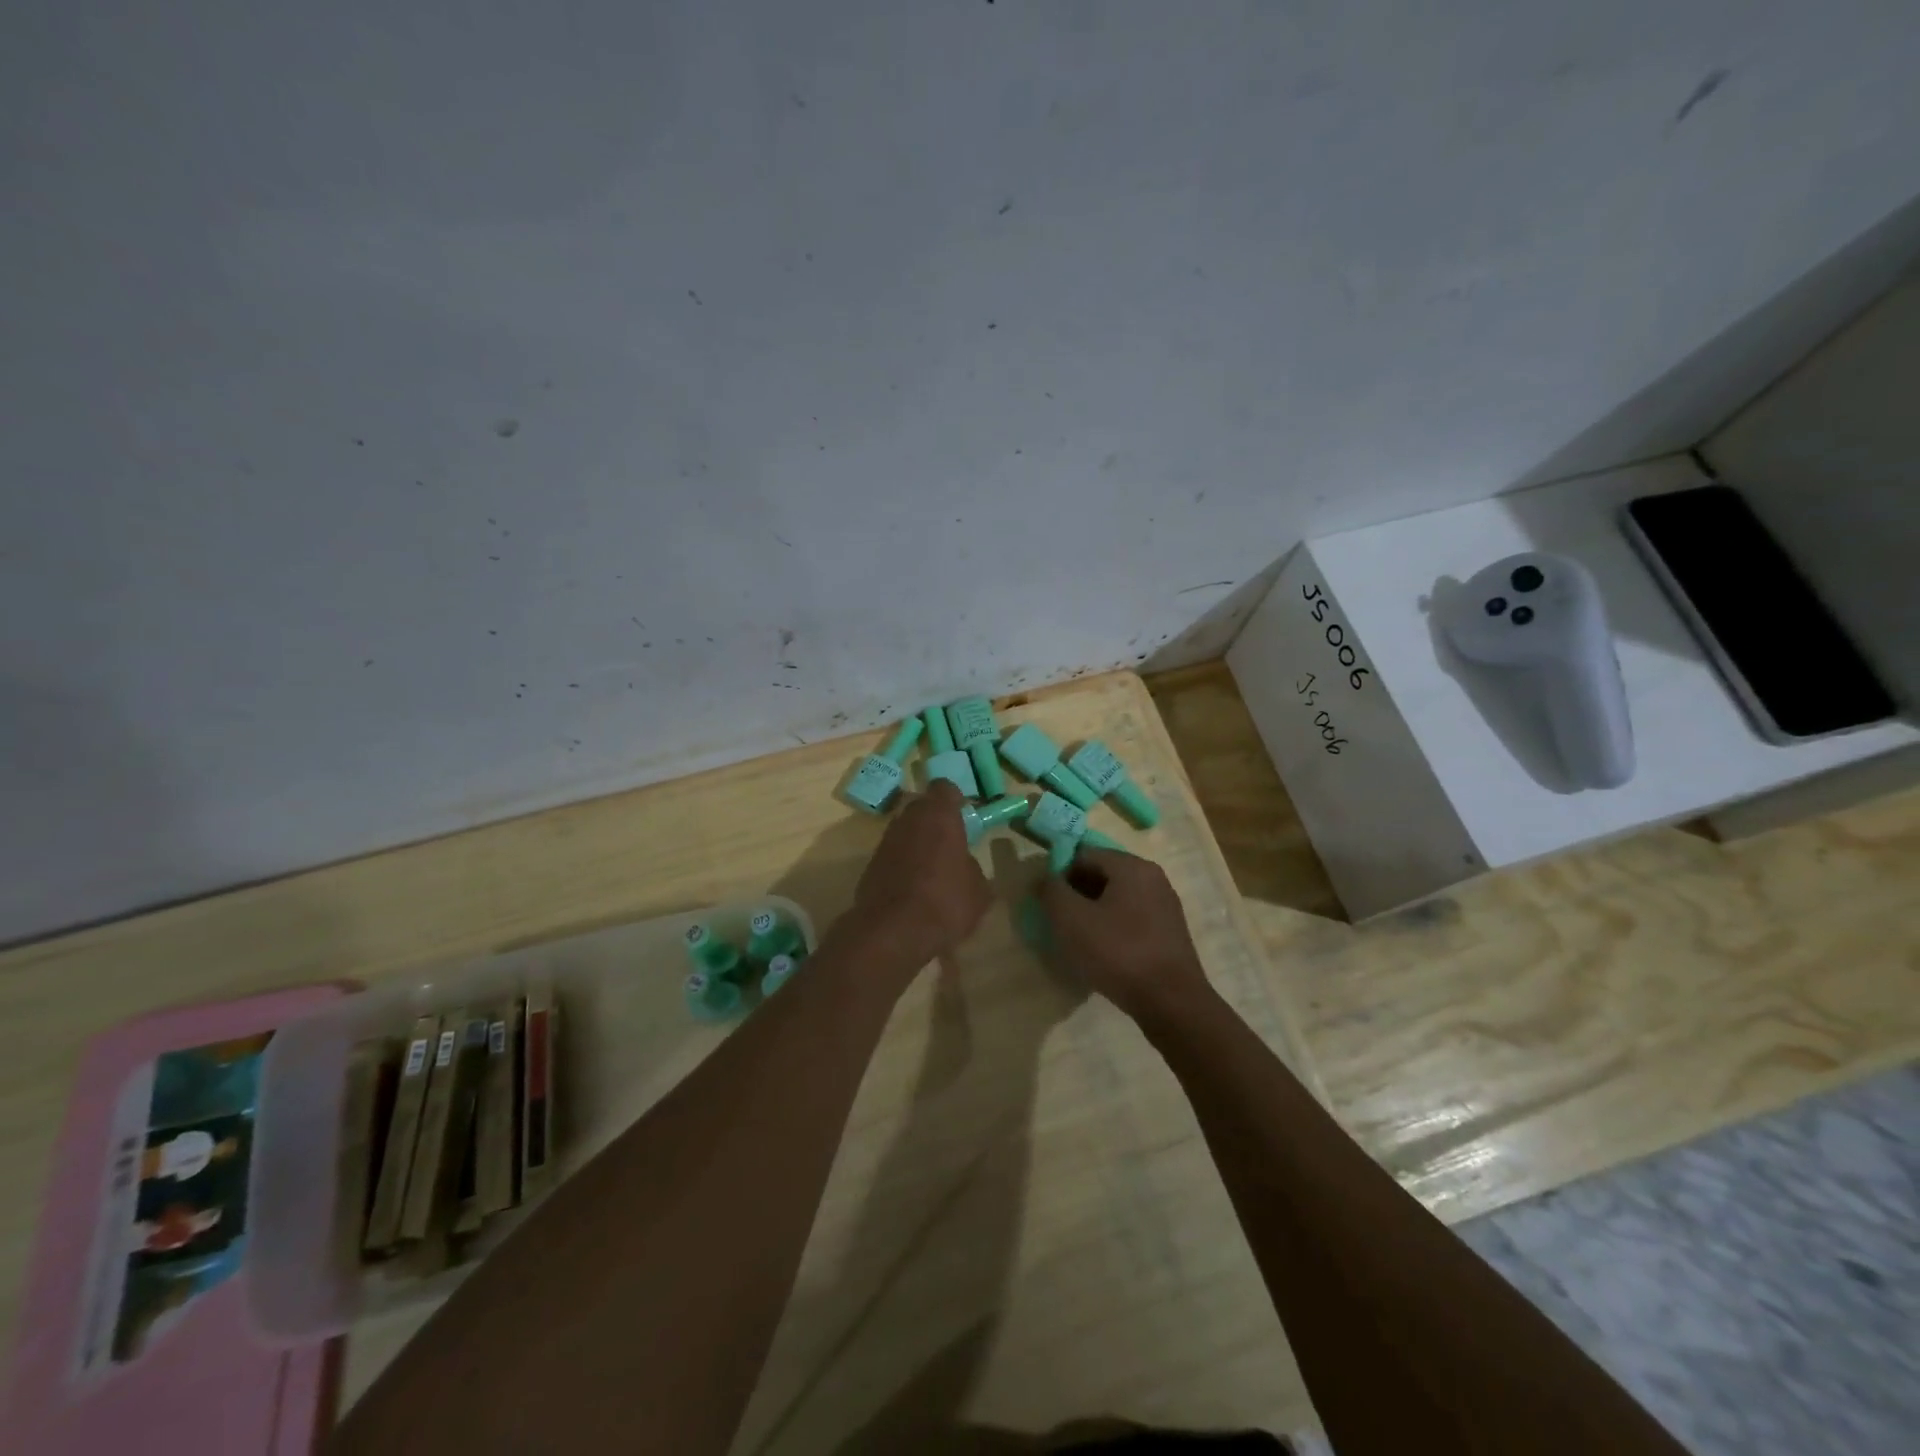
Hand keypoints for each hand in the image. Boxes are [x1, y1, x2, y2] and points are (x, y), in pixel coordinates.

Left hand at [850, 780, 991, 969]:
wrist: (892, 932)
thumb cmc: (945, 902)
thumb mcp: (979, 891)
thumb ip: (972, 868)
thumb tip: (965, 865)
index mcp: (939, 815)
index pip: (945, 788)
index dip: (955, 800)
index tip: (964, 818)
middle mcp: (909, 819)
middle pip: (922, 807)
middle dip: (935, 820)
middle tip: (950, 844)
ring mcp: (886, 840)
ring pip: (905, 830)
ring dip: (917, 842)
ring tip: (932, 870)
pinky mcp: (870, 863)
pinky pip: (893, 854)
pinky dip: (902, 863)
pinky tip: (914, 888)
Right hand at [1037, 848, 1212, 1025]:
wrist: (1172, 1003)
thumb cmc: (1118, 953)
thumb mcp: (1071, 919)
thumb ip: (1051, 891)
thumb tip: (1044, 878)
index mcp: (1131, 866)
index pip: (1083, 854)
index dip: (1059, 874)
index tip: (1047, 903)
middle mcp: (1152, 877)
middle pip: (1102, 874)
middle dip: (1076, 894)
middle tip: (1059, 923)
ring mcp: (1164, 904)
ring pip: (1116, 898)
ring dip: (1093, 912)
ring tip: (1078, 941)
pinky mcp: (1169, 931)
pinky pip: (1131, 918)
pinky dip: (1112, 928)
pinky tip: (1103, 953)